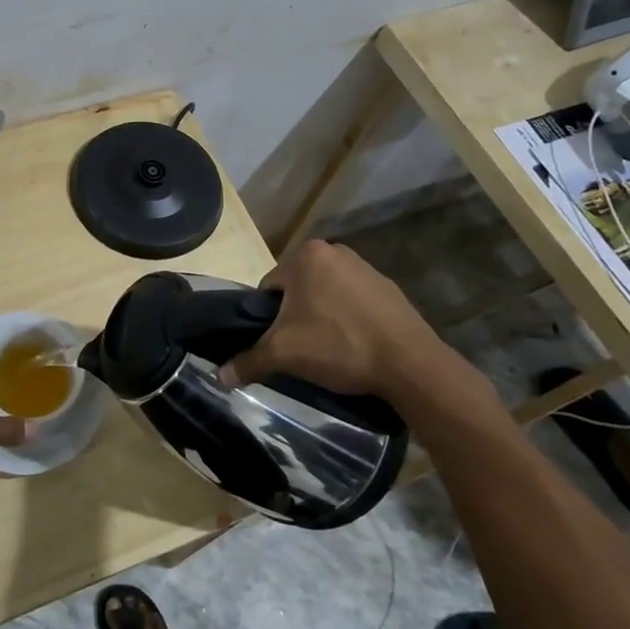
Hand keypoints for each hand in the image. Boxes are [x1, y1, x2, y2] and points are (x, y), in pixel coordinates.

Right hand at [221, 240, 474, 411]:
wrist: (410, 364)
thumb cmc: (339, 345)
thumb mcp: (284, 353)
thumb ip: (249, 360)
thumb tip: (220, 377)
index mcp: (306, 255)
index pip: (269, 286)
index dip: (267, 318)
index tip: (278, 343)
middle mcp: (335, 251)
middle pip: (298, 289)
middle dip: (296, 316)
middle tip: (301, 349)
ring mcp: (366, 268)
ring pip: (327, 295)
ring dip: (322, 318)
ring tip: (329, 351)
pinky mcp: (390, 289)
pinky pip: (355, 303)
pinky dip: (349, 321)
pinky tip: (355, 347)